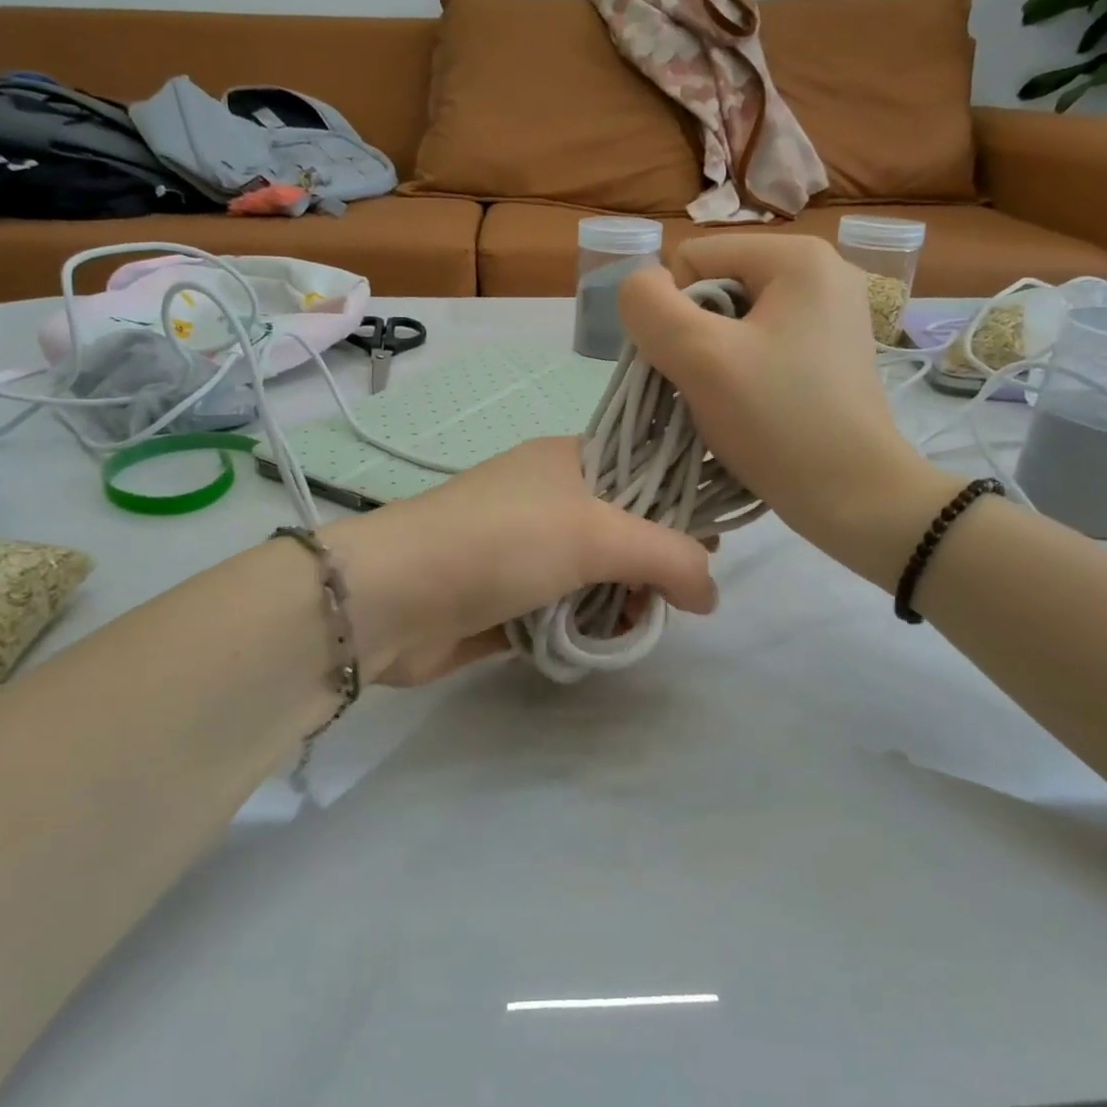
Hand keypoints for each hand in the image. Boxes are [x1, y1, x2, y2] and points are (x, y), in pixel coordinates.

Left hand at [324, 437, 718, 685]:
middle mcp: (547, 500)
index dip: (681, 504)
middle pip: (624, 531)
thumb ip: (669, 556)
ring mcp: (523, 552)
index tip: (711, 548)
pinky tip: (590, 646)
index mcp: (568, 461)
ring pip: (595, 577)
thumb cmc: (501, 542)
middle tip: (666, 600)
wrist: (394, 597)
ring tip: (626, 628)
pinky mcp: (506, 600)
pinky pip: (563, 612)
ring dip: (616, 604)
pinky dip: (581, 629)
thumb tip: (713, 592)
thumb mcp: (596, 534)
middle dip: (650, 568)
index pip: (644, 470)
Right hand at [618, 235, 959, 589]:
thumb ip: (650, 307)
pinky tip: (751, 409)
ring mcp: (832, 314)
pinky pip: (761, 346)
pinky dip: (741, 374)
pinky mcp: (832, 353)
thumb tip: (640, 287)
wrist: (856, 497)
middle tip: (708, 389)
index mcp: (797, 256)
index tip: (693, 366)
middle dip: (695, 339)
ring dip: (713, 362)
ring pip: (733, 322)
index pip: (691, 260)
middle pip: (714, 288)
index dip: (673, 313)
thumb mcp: (699, 357)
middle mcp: (822, 271)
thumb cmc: (778, 421)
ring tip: (728, 403)